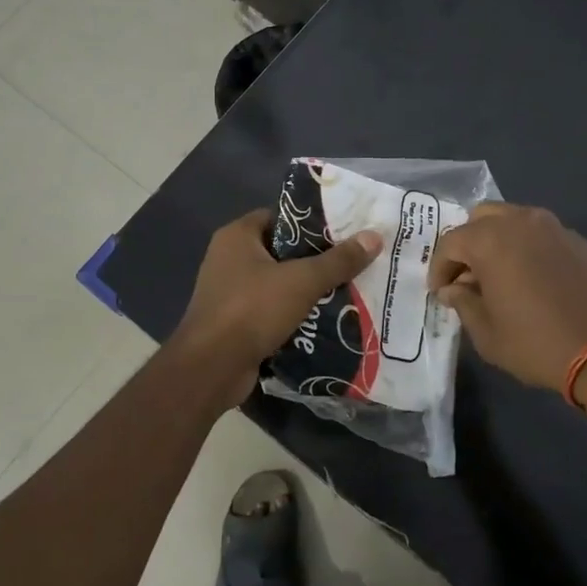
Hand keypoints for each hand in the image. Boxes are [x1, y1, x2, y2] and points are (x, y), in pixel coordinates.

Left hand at [171, 209, 383, 408]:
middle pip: (281, 251)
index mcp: (237, 236)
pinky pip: (271, 311)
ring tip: (348, 291)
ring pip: (278, 284)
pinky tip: (325, 321)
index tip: (345, 231)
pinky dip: (293, 315)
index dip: (311, 223)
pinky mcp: (234, 323)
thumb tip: (374, 236)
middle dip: (315, 260)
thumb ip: (338, 260)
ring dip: (306, 291)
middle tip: (353, 263)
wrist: (211, 368)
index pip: (280, 217)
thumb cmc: (252, 310)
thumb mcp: (301, 281)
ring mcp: (229, 293)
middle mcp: (228, 259)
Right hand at [428, 203, 586, 392]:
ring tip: (498, 278)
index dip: (439, 268)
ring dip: (497, 243)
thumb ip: (464, 304)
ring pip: (513, 221)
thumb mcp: (488, 334)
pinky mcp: (579, 241)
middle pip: (481, 218)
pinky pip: (540, 235)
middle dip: (467, 244)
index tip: (441, 293)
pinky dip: (526, 249)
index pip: (450, 242)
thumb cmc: (539, 344)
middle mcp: (520, 222)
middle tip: (467, 277)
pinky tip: (531, 281)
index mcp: (491, 240)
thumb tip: (454, 289)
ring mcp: (554, 227)